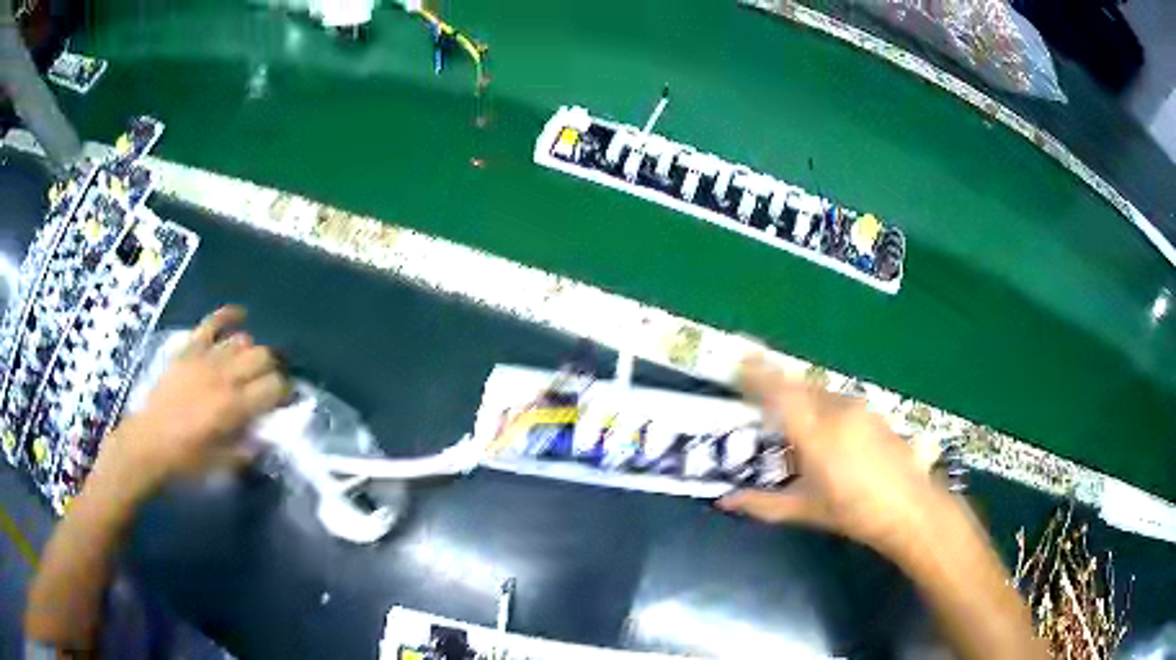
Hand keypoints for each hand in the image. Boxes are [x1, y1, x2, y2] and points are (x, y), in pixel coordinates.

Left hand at [102, 306, 290, 489]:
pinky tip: (239, 316)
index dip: (285, 393)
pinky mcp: (189, 349)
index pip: (275, 387)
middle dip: (273, 369)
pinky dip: (227, 315)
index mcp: (234, 407)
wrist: (148, 444)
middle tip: (269, 384)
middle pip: (264, 357)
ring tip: (249, 366)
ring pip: (242, 341)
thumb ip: (249, 449)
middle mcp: (224, 376)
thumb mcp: (222, 466)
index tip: (284, 403)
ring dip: (252, 353)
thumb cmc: (186, 461)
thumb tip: (268, 436)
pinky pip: (212, 322)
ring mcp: (205, 358)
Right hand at [718, 354, 951, 556]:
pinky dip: (826, 409)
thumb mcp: (805, 510)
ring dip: (804, 401)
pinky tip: (831, 438)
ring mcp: (859, 409)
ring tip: (800, 431)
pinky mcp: (874, 411)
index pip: (780, 393)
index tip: (741, 356)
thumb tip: (725, 501)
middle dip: (779, 388)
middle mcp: (836, 412)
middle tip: (765, 405)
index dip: (759, 372)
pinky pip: (839, 401)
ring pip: (820, 393)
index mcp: (815, 436)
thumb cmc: (854, 513)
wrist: (911, 508)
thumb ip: (762, 503)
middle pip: (799, 386)